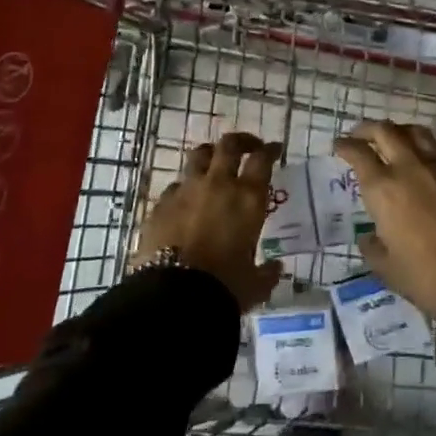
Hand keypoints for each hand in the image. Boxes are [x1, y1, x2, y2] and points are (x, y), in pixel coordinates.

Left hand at [131, 132, 283, 310]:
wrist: (173, 294)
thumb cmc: (224, 286)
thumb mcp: (254, 284)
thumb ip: (267, 273)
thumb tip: (275, 268)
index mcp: (248, 198)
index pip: (263, 159)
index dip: (270, 150)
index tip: (274, 150)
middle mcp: (218, 184)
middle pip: (229, 145)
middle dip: (241, 141)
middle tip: (248, 147)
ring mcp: (186, 190)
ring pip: (199, 156)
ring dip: (210, 156)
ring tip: (214, 164)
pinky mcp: (161, 204)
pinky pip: (176, 186)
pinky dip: (185, 189)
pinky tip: (186, 202)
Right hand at [334, 122, 435, 319]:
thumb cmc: (426, 277)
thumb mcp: (387, 269)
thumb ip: (372, 248)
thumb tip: (369, 237)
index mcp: (384, 189)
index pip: (359, 153)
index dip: (346, 145)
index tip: (339, 145)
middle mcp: (411, 168)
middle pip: (387, 131)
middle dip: (369, 129)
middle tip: (362, 135)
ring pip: (418, 134)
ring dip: (401, 133)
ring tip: (396, 141)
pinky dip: (429, 156)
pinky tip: (430, 171)